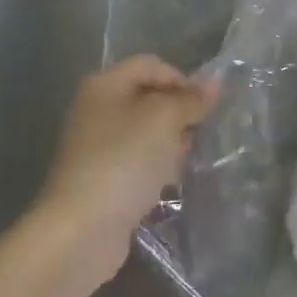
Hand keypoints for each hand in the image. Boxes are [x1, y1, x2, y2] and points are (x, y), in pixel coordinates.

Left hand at [37, 56, 216, 272]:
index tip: (204, 106)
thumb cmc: (123, 161)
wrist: (81, 231)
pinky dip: (157, 166)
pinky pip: (138, 161)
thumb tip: (216, 81)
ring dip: (171, 141)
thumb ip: (191, 99)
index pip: (151, 65)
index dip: (181, 79)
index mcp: (105, 85)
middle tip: (201, 131)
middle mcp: (97, 110)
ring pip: (146, 132)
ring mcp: (98, 146)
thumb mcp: (164, 120)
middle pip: (148, 97)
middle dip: (179, 112)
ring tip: (191, 157)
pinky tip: (173, 180)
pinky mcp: (103, 179)